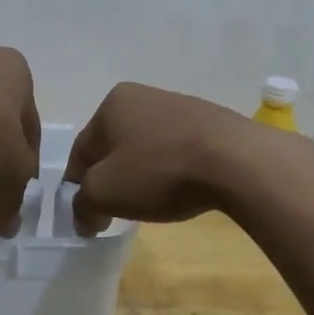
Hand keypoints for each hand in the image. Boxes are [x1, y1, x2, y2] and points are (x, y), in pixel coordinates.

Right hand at [63, 83, 251, 234]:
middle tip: (116, 211)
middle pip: (114, 148)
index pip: (82, 151)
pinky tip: (180, 190)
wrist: (236, 161)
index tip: (86, 215)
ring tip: (151, 203)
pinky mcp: (210, 123)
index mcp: (113, 103)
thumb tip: (83, 217)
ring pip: (146, 149)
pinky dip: (171, 172)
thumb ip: (82, 205)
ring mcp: (180, 107)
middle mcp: (144, 96)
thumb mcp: (105, 193)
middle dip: (111, 180)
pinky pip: (176, 152)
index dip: (77, 187)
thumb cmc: (159, 170)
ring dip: (141, 176)